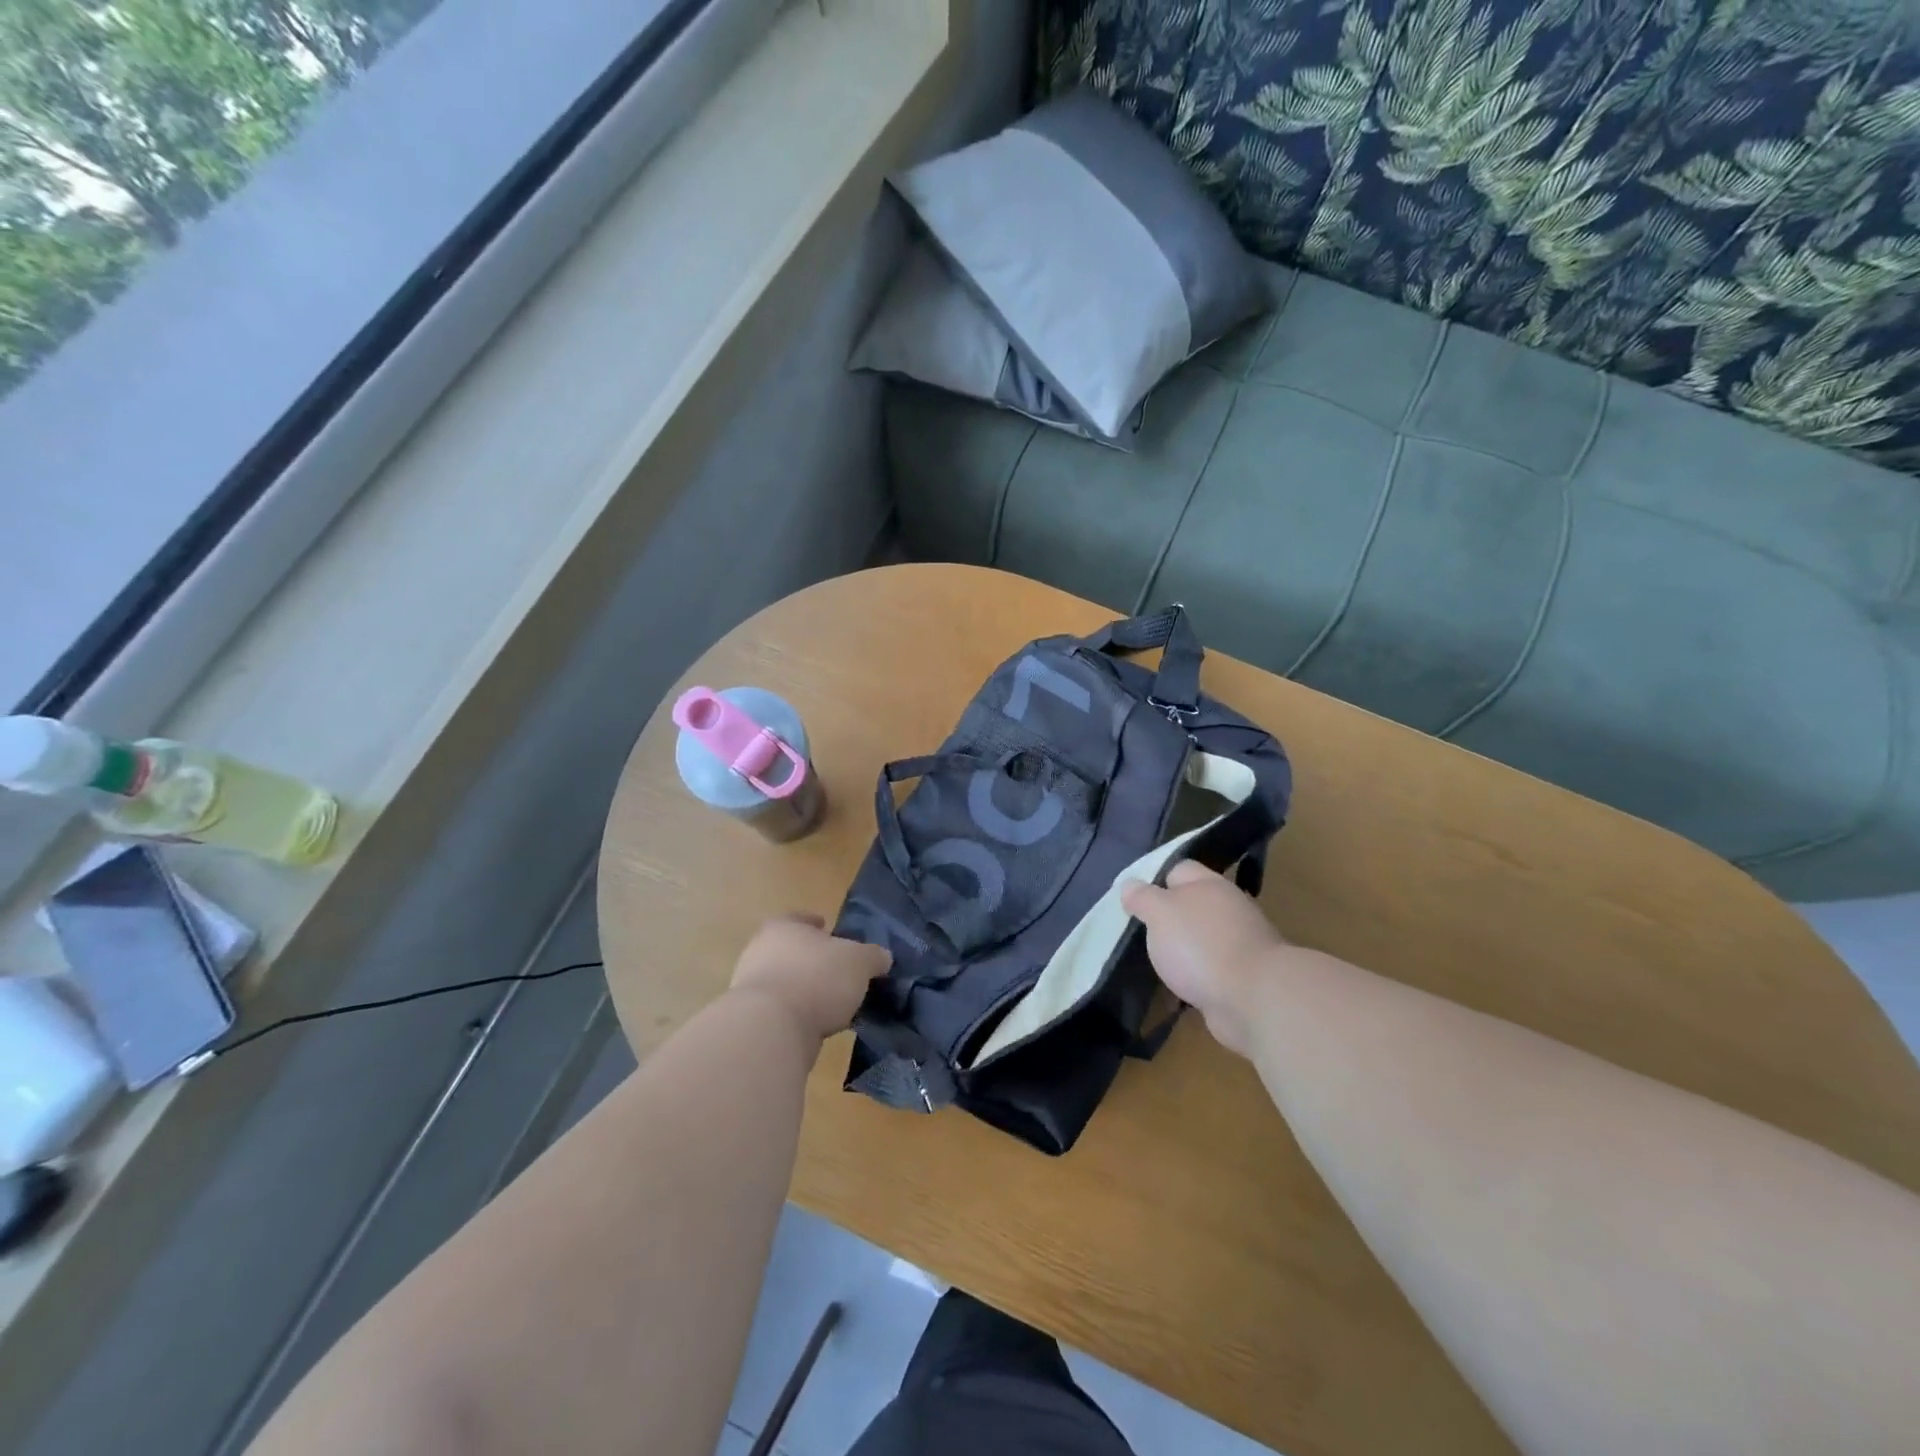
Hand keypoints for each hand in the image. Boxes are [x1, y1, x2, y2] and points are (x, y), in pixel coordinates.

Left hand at [730, 915, 890, 1042]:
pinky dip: (797, 1014)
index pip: (801, 918)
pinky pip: (780, 1010)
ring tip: (832, 1003)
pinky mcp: (750, 1019)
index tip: (830, 931)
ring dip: (805, 989)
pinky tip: (817, 1024)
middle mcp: (760, 950)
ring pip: (785, 981)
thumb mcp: (859, 962)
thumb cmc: (816, 979)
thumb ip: (873, 956)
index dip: (818, 924)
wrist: (770, 1029)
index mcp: (783, 926)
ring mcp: (750, 986)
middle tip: (838, 970)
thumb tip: (882, 958)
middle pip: (791, 950)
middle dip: (812, 959)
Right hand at [1122, 861, 1282, 1056]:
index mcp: (1210, 885)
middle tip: (1137, 930)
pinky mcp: (1241, 978)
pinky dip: (1192, 976)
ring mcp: (1237, 945)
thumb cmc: (1200, 945)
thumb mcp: (1159, 912)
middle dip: (1165, 917)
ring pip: (1198, 939)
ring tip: (1151, 960)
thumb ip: (1142, 897)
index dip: (1153, 878)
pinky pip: (1208, 970)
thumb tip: (1130, 885)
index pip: (1177, 869)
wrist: (1254, 1000)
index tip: (1130, 897)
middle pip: (1190, 904)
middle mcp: (1227, 909)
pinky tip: (1174, 987)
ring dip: (1179, 949)